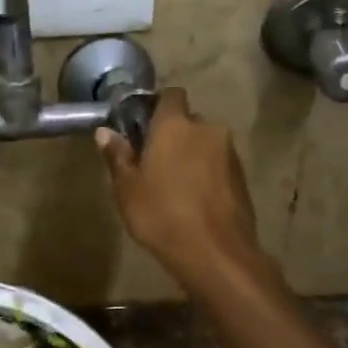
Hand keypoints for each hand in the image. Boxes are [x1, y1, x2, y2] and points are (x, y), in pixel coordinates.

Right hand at [96, 87, 265, 289]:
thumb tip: (105, 132)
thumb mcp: (126, 188)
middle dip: (173, 134)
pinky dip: (206, 174)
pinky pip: (218, 165)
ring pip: (205, 143)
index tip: (141, 127)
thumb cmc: (161, 215)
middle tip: (153, 161)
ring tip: (174, 185)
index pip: (170, 95)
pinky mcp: (242, 177)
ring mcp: (229, 153)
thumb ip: (117, 155)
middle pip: (188, 120)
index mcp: (175, 125)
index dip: (156, 106)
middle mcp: (207, 129)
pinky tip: (193, 199)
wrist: (216, 252)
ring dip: (191, 155)